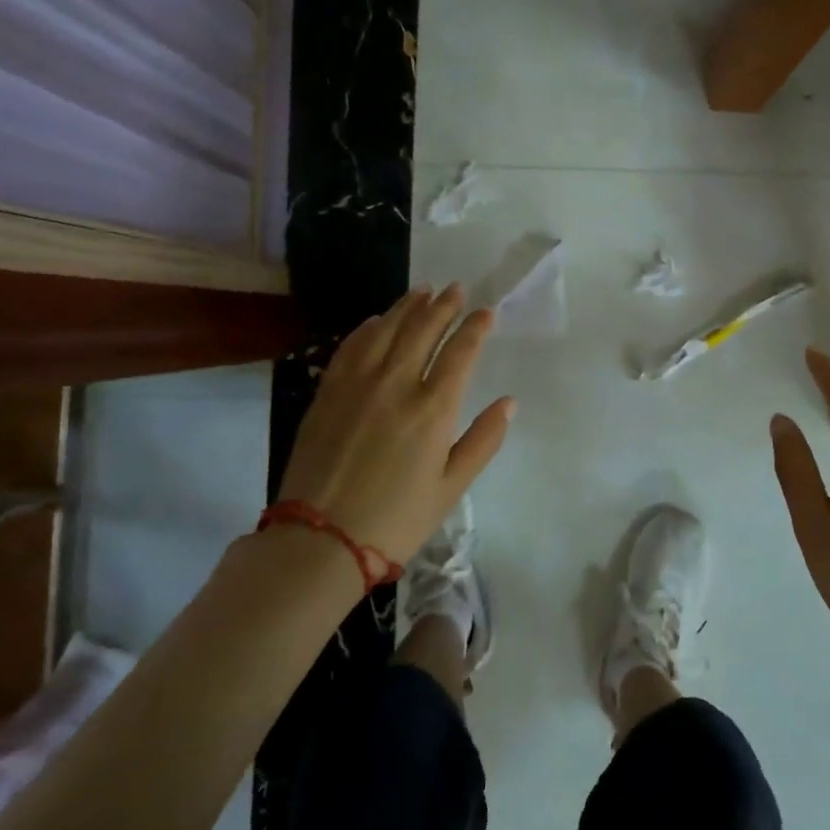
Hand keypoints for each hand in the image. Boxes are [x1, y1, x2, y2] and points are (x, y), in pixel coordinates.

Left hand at [277, 284, 514, 561]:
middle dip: (444, 305)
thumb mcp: (451, 488)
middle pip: (423, 330)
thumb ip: (483, 440)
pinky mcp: (327, 392)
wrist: (320, 541)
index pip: (460, 352)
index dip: (475, 328)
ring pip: (386, 330)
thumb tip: (509, 402)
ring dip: (407, 306)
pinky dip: (367, 327)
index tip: (486, 313)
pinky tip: (376, 320)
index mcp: (432, 409)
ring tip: (422, 291)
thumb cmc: (396, 520)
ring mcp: (357, 385)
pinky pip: (350, 346)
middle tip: (456, 288)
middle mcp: (396, 385)